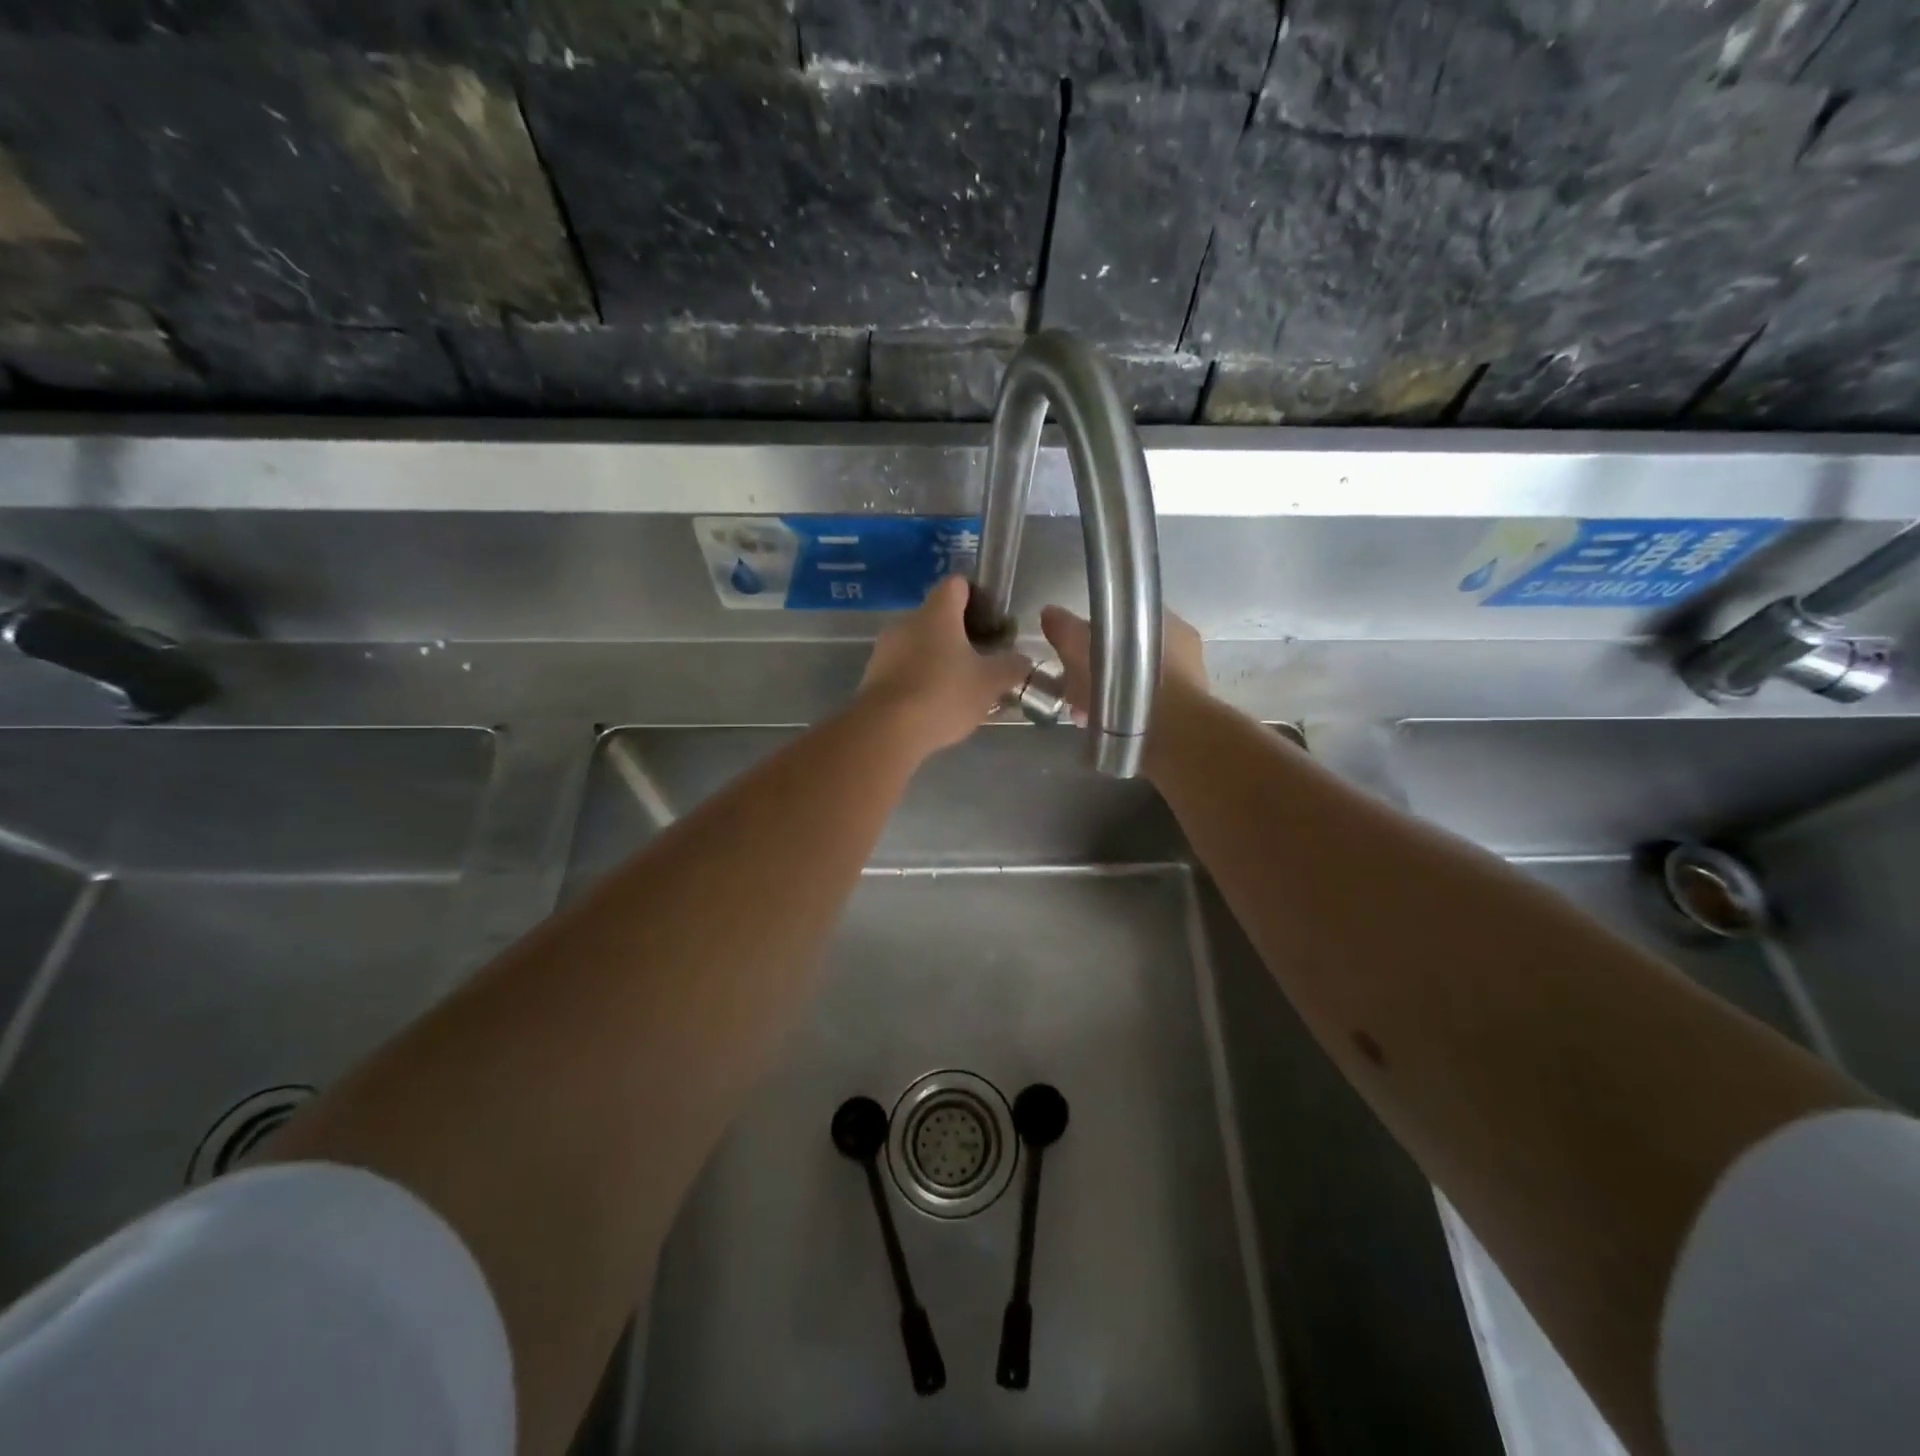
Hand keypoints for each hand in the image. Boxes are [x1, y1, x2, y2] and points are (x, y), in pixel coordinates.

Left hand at [859, 576, 1031, 757]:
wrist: (886, 730)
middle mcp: (907, 622)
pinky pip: (903, 669)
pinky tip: (934, 706)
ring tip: (960, 688)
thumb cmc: (944, 694)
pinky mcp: (872, 677)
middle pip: (937, 617)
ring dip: (939, 660)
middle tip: (982, 659)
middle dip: (960, 635)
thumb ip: (1012, 667)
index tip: (992, 620)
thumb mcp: (991, 683)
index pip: (956, 584)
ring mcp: (885, 649)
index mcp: (937, 613)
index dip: (976, 596)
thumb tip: (1022, 660)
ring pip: (919, 645)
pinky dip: (920, 680)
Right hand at [1038, 605, 1207, 721]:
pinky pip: (1143, 708)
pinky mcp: (1183, 717)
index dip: (1093, 635)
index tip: (1073, 654)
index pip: (1123, 620)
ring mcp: (1186, 684)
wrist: (1168, 737)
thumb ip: (1066, 630)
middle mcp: (1182, 648)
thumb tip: (1049, 612)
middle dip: (1098, 671)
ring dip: (1108, 697)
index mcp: (1164, 622)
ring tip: (1084, 716)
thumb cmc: (1126, 683)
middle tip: (1074, 690)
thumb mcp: (1081, 650)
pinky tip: (1103, 728)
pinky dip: (1122, 715)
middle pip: (1127, 655)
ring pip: (1134, 684)